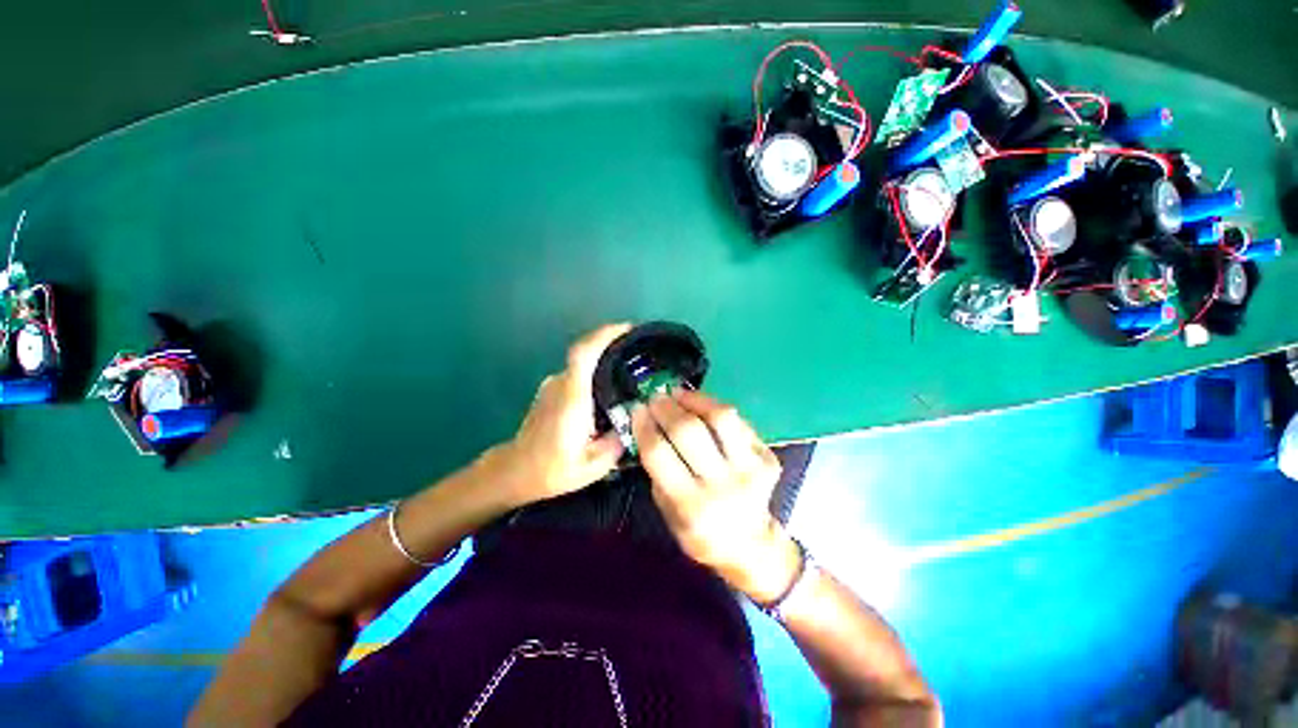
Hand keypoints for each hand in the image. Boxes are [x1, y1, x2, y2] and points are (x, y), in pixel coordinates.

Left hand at [495, 323, 631, 506]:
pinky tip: (608, 390)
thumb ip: (618, 442)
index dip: (604, 335)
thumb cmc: (552, 470)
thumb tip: (636, 421)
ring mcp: (553, 385)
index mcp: (572, 396)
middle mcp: (561, 383)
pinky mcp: (551, 391)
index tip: (627, 328)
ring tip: (629, 370)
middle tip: (639, 350)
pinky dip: (594, 373)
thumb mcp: (594, 466)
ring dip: (603, 360)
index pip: (584, 353)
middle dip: (612, 343)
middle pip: (586, 352)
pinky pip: (577, 374)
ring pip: (582, 364)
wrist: (514, 472)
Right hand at [632, 390, 800, 603]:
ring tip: (679, 393)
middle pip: (689, 431)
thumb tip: (649, 428)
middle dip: (666, 408)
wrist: (751, 546)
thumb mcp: (668, 513)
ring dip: (695, 399)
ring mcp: (750, 469)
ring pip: (721, 418)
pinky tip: (702, 405)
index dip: (645, 425)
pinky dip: (716, 409)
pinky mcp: (767, 458)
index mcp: (690, 505)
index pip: (659, 453)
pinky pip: (739, 423)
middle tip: (655, 397)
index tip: (637, 409)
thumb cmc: (700, 533)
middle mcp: (722, 485)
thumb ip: (658, 472)